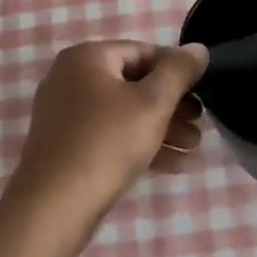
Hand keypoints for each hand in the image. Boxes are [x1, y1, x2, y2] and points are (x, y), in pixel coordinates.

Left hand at [9, 41, 209, 219]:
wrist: (54, 208)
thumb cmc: (107, 142)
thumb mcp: (153, 103)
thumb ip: (179, 71)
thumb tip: (198, 48)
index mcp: (87, 57)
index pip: (143, 52)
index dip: (176, 70)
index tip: (202, 91)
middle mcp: (71, 78)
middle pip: (134, 84)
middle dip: (172, 105)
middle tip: (200, 123)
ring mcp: (65, 114)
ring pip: (124, 113)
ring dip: (162, 128)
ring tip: (194, 148)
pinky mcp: (66, 147)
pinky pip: (110, 136)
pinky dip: (140, 145)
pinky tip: (174, 164)